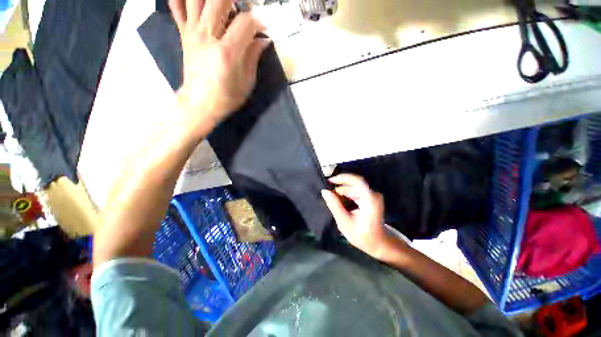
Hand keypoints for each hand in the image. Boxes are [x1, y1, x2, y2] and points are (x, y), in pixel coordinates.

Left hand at [170, 0, 269, 132]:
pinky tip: (196, 3)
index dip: (258, 23)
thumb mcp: (247, 83)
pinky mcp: (183, 34)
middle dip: (236, 1)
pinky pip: (177, 7)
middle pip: (220, 0)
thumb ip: (253, 58)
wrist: (200, 104)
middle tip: (244, 10)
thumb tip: (263, 41)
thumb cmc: (226, 97)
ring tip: (224, 6)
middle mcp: (207, 36)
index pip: (245, 23)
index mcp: (226, 52)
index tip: (263, 30)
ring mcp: (192, 33)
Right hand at [321, 174, 393, 259]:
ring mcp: (372, 195)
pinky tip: (339, 202)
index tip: (329, 181)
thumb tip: (324, 191)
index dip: (342, 178)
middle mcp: (373, 194)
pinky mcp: (370, 198)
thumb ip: (334, 206)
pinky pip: (355, 192)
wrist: (379, 243)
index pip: (357, 180)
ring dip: (342, 192)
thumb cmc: (362, 236)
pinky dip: (346, 195)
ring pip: (353, 188)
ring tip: (332, 200)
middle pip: (353, 184)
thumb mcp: (344, 222)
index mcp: (370, 200)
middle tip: (327, 194)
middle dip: (339, 187)